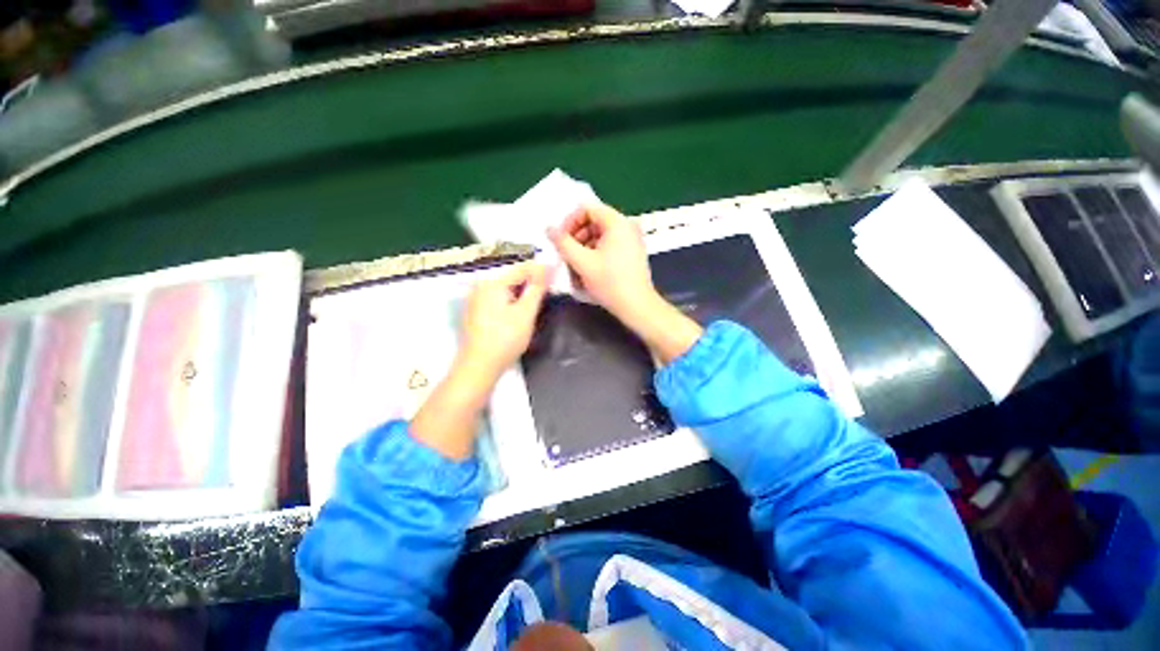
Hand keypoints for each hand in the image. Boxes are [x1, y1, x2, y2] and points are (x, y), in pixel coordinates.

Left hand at [459, 262, 547, 380]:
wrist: (479, 367)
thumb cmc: (505, 339)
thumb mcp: (526, 312)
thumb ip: (537, 288)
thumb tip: (548, 266)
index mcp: (492, 282)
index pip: (521, 268)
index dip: (541, 270)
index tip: (558, 273)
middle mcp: (480, 285)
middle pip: (512, 277)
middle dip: (532, 282)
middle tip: (550, 290)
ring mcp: (476, 299)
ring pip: (506, 288)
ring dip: (523, 292)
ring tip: (539, 300)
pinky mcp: (476, 311)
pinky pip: (498, 298)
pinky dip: (512, 301)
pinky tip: (521, 311)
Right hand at [548, 203, 656, 325]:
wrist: (637, 306)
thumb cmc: (610, 283)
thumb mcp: (582, 262)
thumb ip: (563, 243)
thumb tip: (549, 228)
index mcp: (617, 222)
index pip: (587, 209)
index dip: (569, 222)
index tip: (560, 239)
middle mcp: (627, 226)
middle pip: (593, 222)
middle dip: (576, 237)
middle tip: (565, 254)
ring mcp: (631, 240)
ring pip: (599, 236)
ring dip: (583, 248)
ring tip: (575, 266)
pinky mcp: (632, 253)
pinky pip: (608, 246)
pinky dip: (595, 254)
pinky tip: (588, 271)